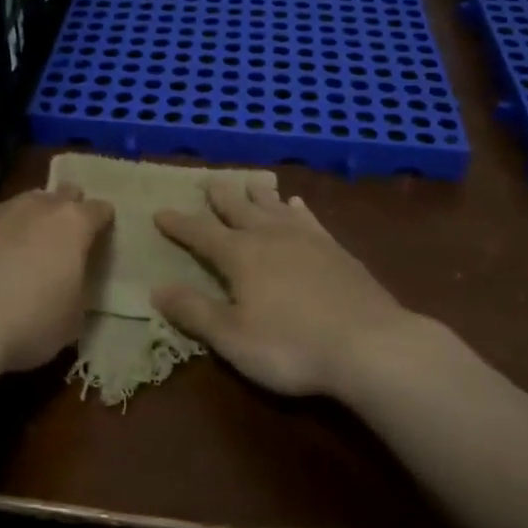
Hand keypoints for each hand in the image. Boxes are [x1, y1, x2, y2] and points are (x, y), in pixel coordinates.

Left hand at [0, 186, 113, 375]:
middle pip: (62, 194)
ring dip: (27, 222)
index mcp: (72, 224)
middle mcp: (36, 206)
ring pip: (21, 205)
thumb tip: (70, 285)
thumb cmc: (27, 323)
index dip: (103, 222)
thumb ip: (78, 291)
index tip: (102, 236)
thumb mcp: (72, 320)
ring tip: (20, 254)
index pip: (99, 209)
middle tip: (64, 240)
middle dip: (67, 210)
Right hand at [154, 180, 415, 397]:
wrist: (370, 344)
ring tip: (250, 182)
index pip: (201, 233)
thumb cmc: (291, 346)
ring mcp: (306, 239)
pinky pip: (309, 219)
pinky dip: (297, 209)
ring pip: (274, 207)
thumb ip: (194, 311)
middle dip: (220, 197)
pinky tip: (297, 204)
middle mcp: (269, 236)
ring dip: (258, 194)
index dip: (179, 224)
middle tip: (209, 181)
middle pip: (238, 209)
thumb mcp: (232, 337)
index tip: (160, 211)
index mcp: (240, 255)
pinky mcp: (335, 249)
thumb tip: (157, 289)